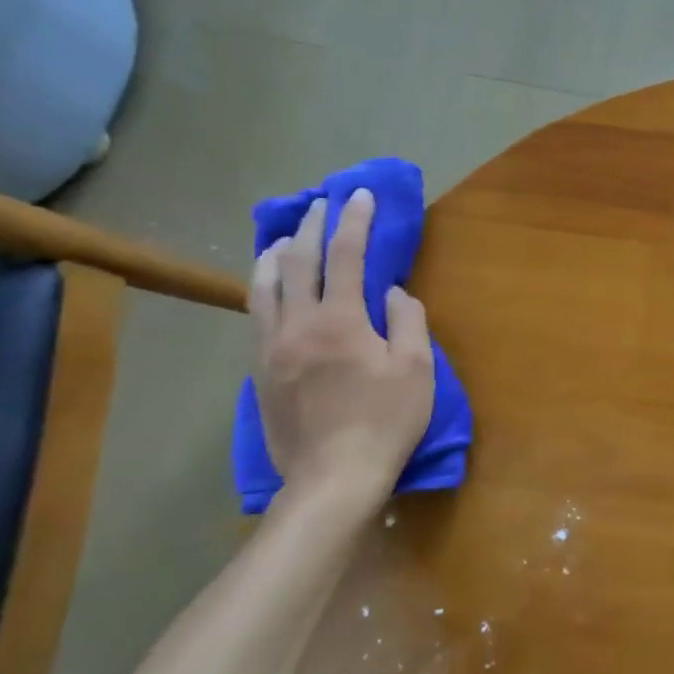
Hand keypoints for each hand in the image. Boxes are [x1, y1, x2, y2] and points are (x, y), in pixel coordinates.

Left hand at [249, 189, 434, 518]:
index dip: (355, 219)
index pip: (347, 255)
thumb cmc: (384, 422)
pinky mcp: (260, 373)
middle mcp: (299, 324)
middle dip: (311, 226)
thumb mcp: (416, 370)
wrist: (332, 479)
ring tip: (283, 238)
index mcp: (341, 320)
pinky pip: (257, 319)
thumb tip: (393, 293)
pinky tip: (269, 290)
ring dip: (274, 254)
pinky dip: (264, 291)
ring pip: (263, 287)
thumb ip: (408, 321)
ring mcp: (272, 349)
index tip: (360, 194)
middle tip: (321, 205)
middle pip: (297, 261)